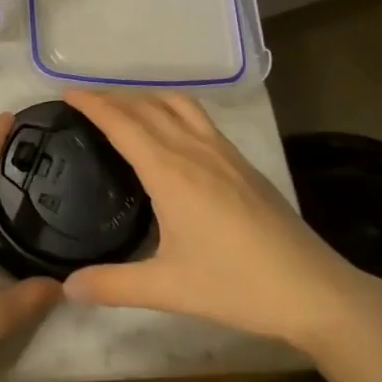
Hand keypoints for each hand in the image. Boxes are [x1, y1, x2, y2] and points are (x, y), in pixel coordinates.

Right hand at [61, 90, 376, 354]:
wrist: (313, 288)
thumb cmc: (236, 285)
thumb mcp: (168, 288)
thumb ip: (113, 285)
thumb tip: (67, 287)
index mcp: (170, 171)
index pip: (122, 123)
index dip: (93, 104)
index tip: (67, 93)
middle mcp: (194, 150)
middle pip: (147, 107)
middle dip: (113, 98)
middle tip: (85, 101)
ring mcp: (222, 152)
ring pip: (177, 104)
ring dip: (146, 98)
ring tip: (125, 108)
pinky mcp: (242, 163)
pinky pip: (199, 118)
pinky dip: (173, 109)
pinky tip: (173, 132)